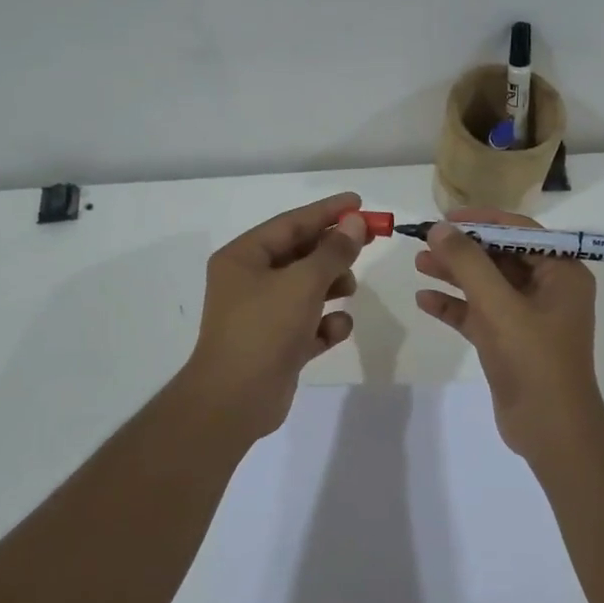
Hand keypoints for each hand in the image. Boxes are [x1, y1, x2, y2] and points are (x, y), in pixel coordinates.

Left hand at [176, 191, 371, 441]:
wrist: (235, 400)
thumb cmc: (264, 329)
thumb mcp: (303, 283)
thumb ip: (333, 251)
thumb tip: (356, 223)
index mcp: (243, 258)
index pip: (291, 223)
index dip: (327, 211)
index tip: (359, 202)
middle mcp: (249, 281)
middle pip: (300, 254)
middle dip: (333, 251)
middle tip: (368, 242)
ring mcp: (262, 315)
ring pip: (306, 289)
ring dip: (332, 286)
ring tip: (348, 290)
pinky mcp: (277, 345)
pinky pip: (308, 324)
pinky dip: (325, 324)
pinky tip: (336, 330)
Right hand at [414, 208, 603, 459]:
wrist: (550, 429)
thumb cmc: (533, 359)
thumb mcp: (499, 305)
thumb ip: (468, 263)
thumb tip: (440, 228)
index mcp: (562, 272)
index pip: (519, 231)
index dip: (481, 220)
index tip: (445, 218)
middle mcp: (549, 289)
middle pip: (500, 256)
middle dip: (463, 249)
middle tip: (425, 242)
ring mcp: (528, 316)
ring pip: (487, 285)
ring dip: (454, 275)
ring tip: (418, 264)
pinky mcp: (509, 340)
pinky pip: (479, 313)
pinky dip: (455, 306)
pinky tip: (425, 300)